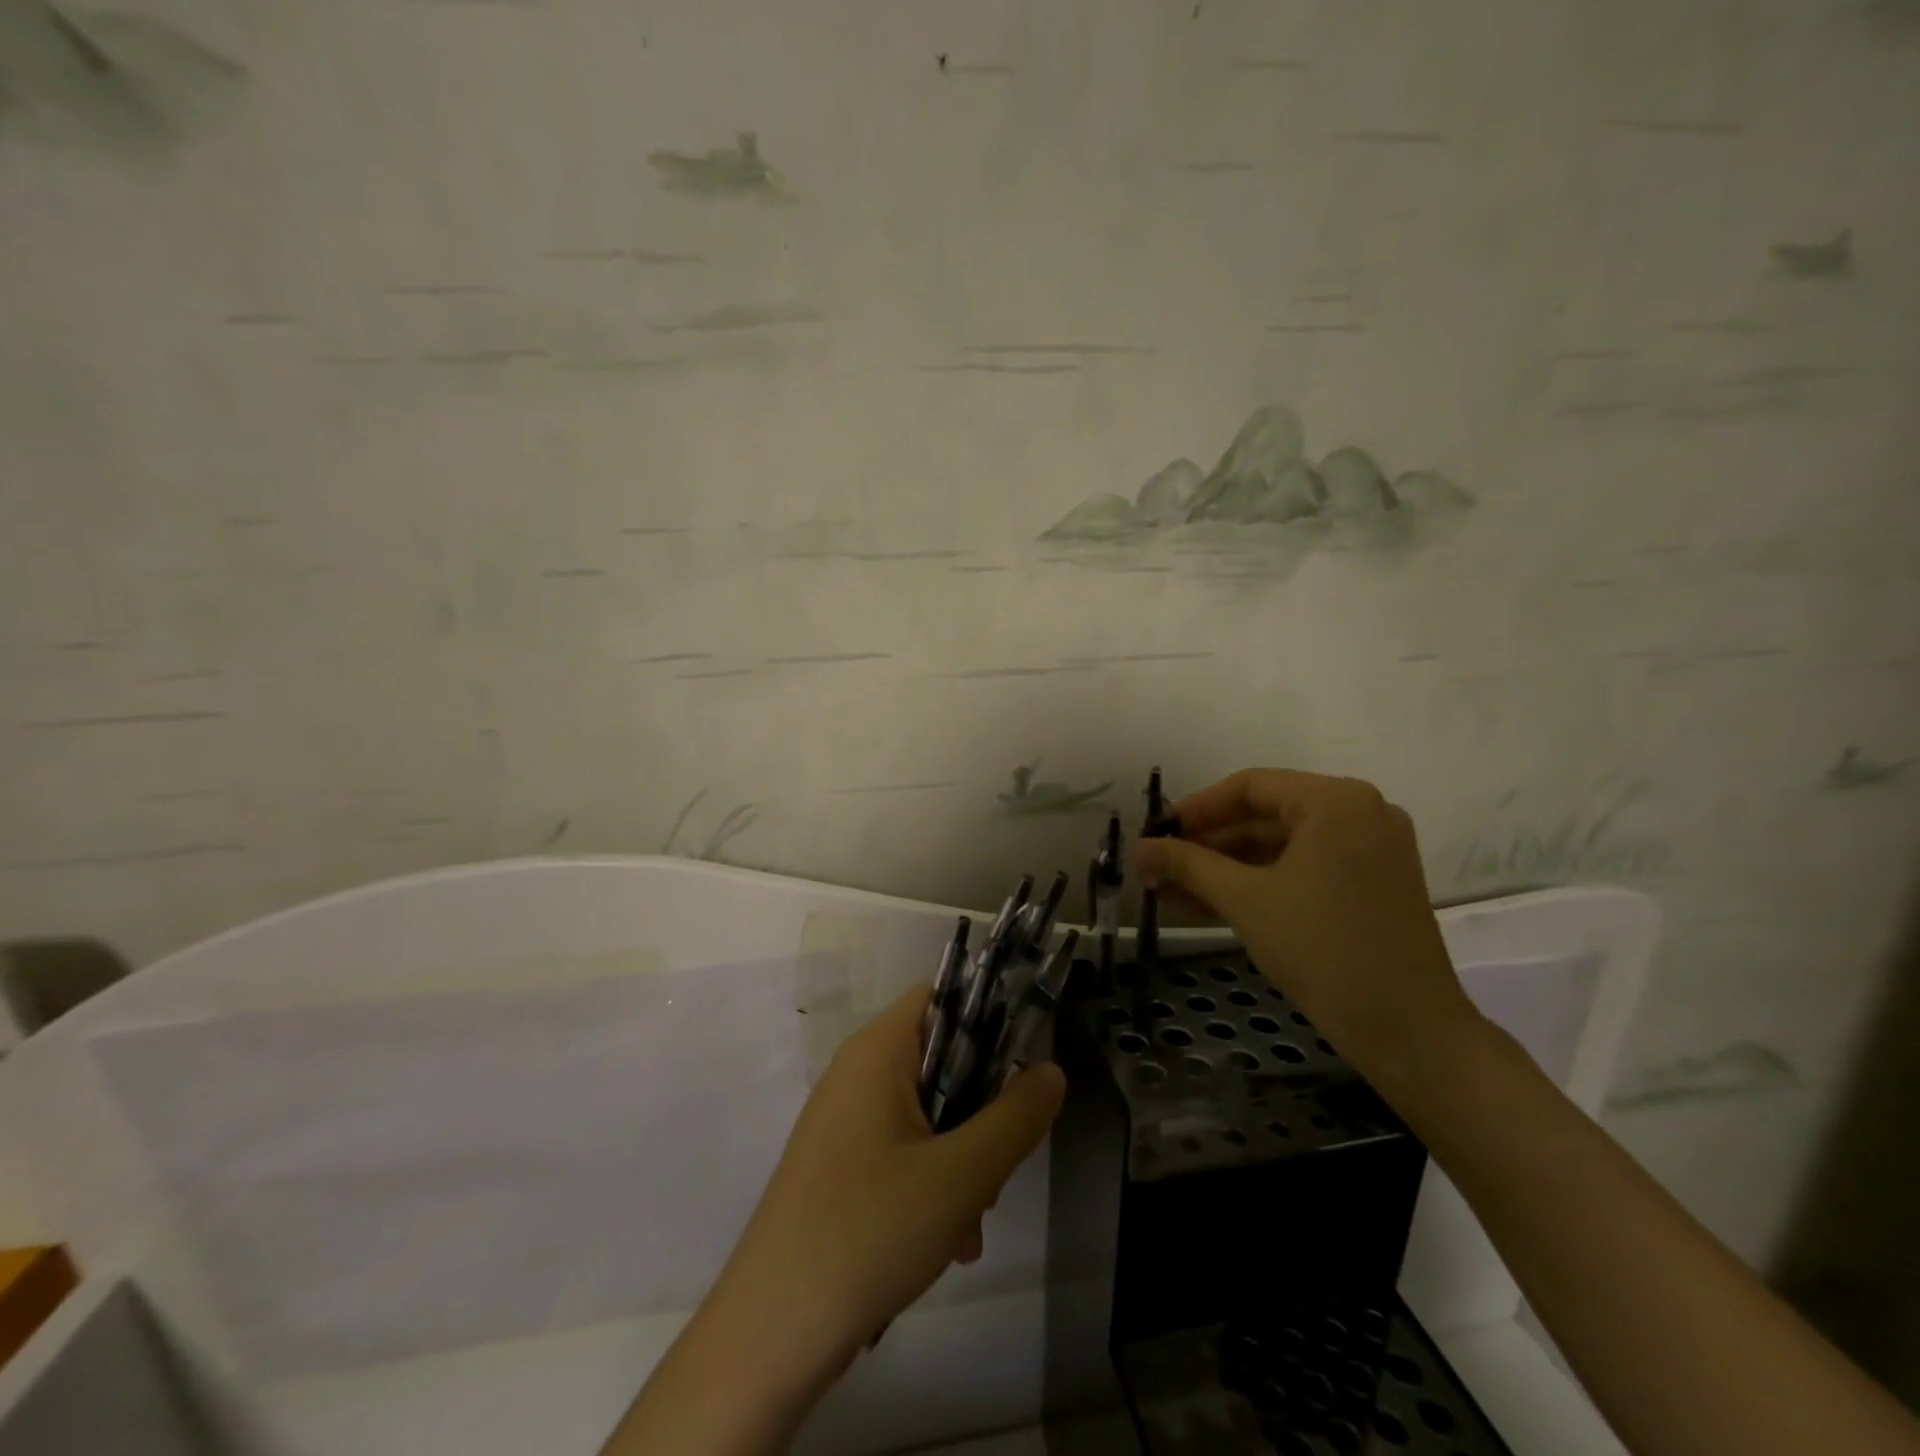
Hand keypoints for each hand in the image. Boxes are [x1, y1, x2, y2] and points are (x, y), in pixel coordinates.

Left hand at [716, 984, 1065, 1366]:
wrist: (770, 1332)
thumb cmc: (869, 1231)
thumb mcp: (962, 1175)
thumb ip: (1016, 1118)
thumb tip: (1051, 1070)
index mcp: (878, 1050)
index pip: (943, 998)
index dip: (989, 1022)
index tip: (1022, 1074)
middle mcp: (858, 1072)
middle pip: (942, 1060)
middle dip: (981, 1113)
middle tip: (997, 1169)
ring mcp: (844, 1119)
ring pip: (928, 1113)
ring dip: (962, 1159)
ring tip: (970, 1224)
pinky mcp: (840, 1163)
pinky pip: (902, 1149)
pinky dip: (932, 1183)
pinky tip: (947, 1241)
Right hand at [1134, 769, 1479, 1085]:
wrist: (1409, 1032)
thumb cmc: (1324, 950)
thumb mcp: (1245, 900)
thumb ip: (1187, 865)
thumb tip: (1138, 849)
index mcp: (1337, 801)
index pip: (1250, 786)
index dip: (1195, 809)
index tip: (1156, 833)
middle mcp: (1360, 813)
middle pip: (1265, 816)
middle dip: (1206, 845)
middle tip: (1157, 867)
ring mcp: (1370, 850)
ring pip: (1281, 846)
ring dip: (1226, 868)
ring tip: (1171, 890)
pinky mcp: (1372, 884)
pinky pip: (1303, 869)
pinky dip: (1259, 883)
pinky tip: (1210, 903)